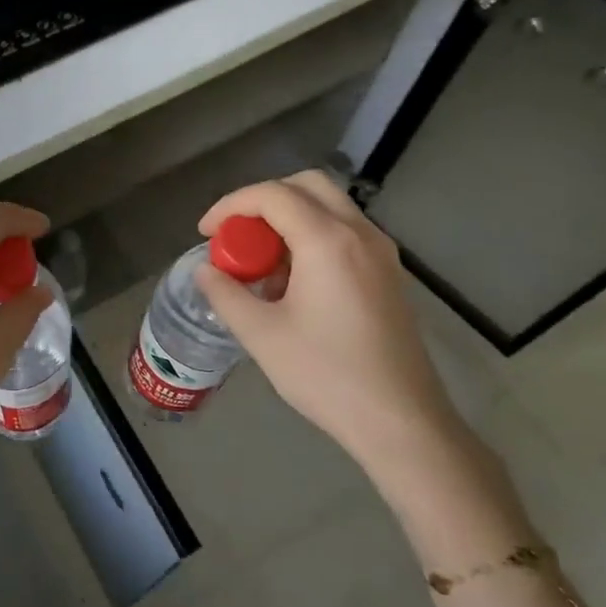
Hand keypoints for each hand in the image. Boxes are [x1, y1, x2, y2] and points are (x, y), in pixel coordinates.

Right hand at [194, 170, 468, 473]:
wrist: (400, 421)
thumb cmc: (326, 375)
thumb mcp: (261, 335)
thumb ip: (225, 294)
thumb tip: (205, 271)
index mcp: (328, 241)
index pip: (272, 195)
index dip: (230, 205)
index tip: (206, 234)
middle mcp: (360, 234)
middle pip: (307, 186)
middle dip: (263, 202)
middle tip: (236, 236)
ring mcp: (381, 253)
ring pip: (329, 208)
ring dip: (289, 220)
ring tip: (261, 265)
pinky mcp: (389, 275)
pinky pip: (345, 234)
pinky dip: (312, 238)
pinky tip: (294, 284)